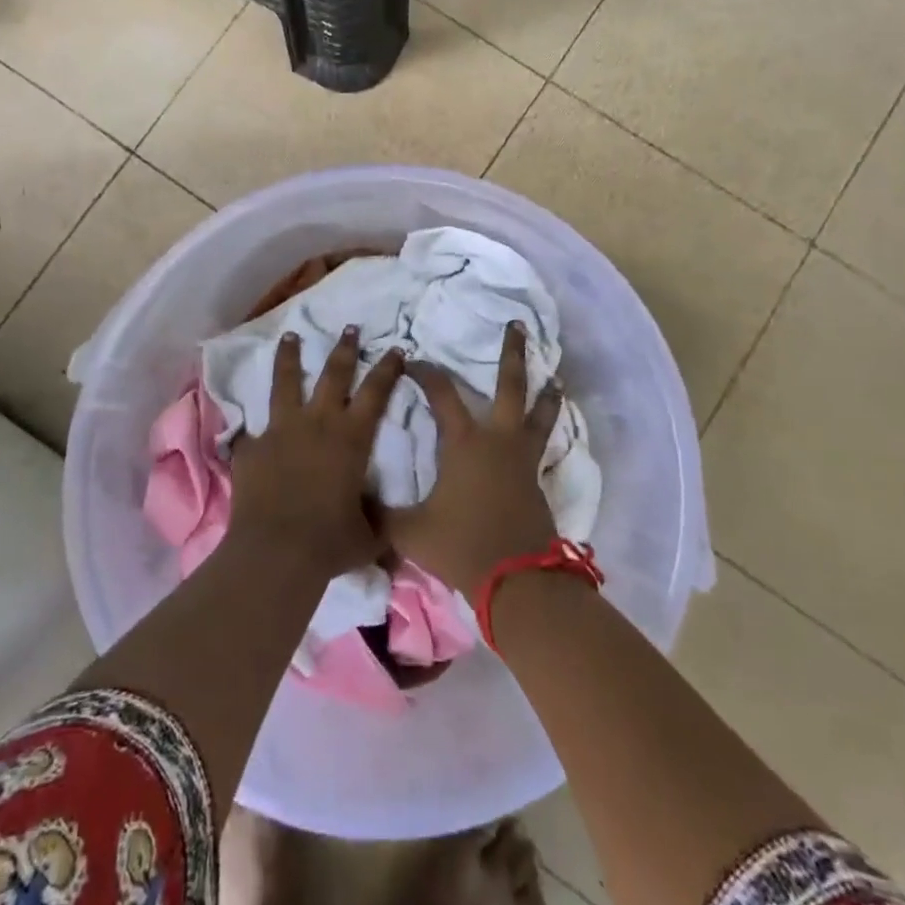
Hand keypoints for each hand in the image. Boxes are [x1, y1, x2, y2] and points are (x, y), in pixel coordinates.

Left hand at [228, 327, 404, 581]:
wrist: (276, 552)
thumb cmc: (330, 542)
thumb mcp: (367, 535)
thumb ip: (375, 520)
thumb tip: (383, 526)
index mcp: (351, 439)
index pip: (376, 392)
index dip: (387, 368)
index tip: (395, 348)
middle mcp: (317, 424)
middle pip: (333, 374)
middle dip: (344, 348)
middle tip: (350, 328)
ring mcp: (280, 430)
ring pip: (286, 382)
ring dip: (290, 357)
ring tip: (290, 336)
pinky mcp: (252, 447)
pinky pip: (254, 430)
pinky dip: (256, 427)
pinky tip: (252, 428)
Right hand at [388, 321, 563, 592]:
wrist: (516, 579)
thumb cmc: (461, 545)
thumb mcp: (410, 531)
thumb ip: (379, 514)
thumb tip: (350, 504)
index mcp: (464, 442)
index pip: (442, 393)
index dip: (426, 372)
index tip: (413, 360)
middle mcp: (497, 440)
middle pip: (510, 386)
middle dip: (512, 354)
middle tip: (518, 325)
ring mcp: (522, 459)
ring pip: (539, 413)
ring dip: (545, 392)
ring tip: (554, 378)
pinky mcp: (536, 480)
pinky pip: (543, 444)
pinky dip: (546, 429)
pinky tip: (544, 432)